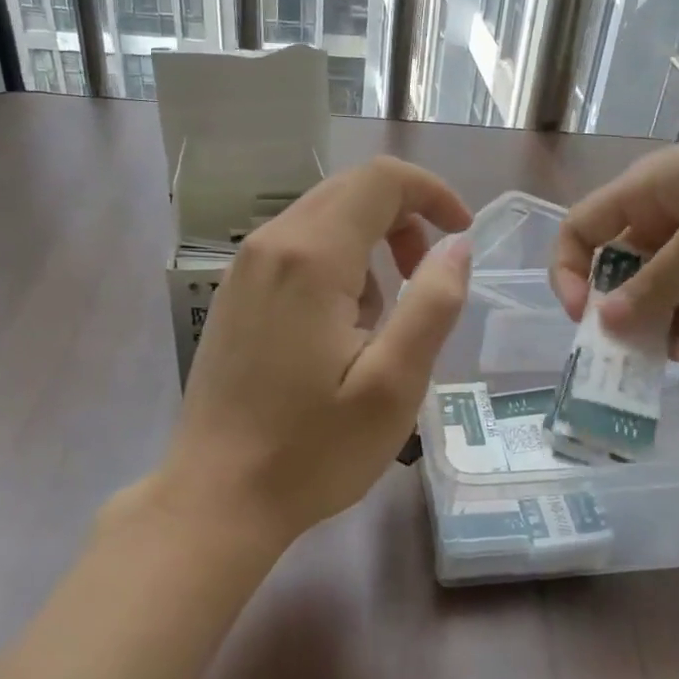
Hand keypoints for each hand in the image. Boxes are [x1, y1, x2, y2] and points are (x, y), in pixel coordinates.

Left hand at [151, 156, 472, 548]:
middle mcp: (270, 245)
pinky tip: (341, 330)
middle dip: (404, 219)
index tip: (462, 235)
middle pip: (350, 191)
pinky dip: (338, 266)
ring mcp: (244, 268)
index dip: (432, 193)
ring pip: (324, 219)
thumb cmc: (313, 449)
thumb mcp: (394, 383)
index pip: (381, 180)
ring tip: (384, 321)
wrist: (217, 498)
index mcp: (311, 257)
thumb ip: (434, 303)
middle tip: (428, 278)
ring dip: (372, 246)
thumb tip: (458, 246)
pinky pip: (298, 250)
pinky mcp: (236, 295)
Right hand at [551, 98, 678, 360]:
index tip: (586, 318)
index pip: (584, 230)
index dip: (572, 272)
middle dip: (634, 318)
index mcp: (650, 194)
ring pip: (670, 301)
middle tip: (645, 356)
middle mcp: (671, 221)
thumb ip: (656, 284)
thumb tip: (603, 322)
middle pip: (627, 277)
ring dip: (677, 333)